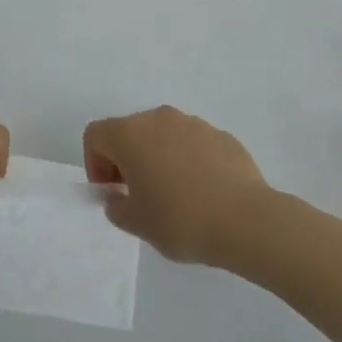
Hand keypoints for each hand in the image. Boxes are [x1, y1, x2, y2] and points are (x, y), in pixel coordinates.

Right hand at [83, 106, 271, 265]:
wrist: (246, 220)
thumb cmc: (181, 220)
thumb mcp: (137, 223)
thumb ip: (117, 207)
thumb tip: (119, 197)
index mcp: (131, 134)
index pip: (95, 135)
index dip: (95, 164)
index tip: (112, 192)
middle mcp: (159, 118)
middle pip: (129, 131)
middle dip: (125, 159)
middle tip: (138, 195)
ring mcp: (193, 123)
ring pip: (162, 135)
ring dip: (157, 157)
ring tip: (173, 194)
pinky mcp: (220, 134)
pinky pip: (191, 143)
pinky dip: (187, 160)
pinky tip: (202, 192)